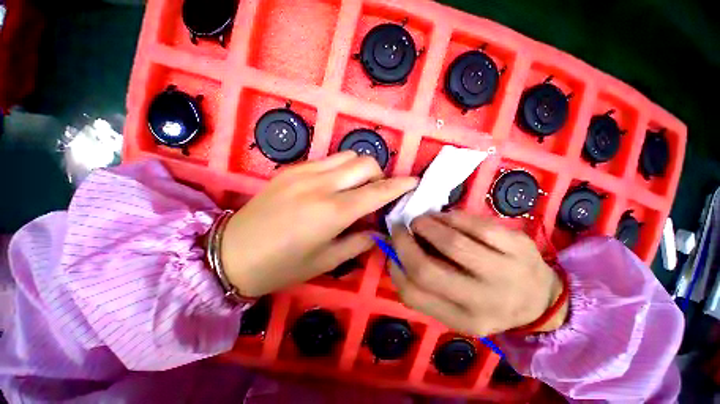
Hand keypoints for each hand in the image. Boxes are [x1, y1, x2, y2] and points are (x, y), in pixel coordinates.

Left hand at [220, 152, 417, 296]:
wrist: (231, 252)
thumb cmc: (282, 265)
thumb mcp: (326, 261)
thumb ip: (359, 242)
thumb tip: (377, 229)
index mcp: (333, 212)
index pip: (378, 191)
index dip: (400, 185)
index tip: (413, 182)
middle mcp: (322, 184)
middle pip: (365, 162)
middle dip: (379, 175)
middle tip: (375, 194)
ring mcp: (305, 172)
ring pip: (347, 155)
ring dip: (360, 170)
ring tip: (355, 189)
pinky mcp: (292, 168)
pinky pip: (328, 160)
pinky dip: (340, 169)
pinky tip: (332, 187)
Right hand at [389, 211, 566, 335]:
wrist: (541, 298)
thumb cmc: (491, 303)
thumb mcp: (458, 308)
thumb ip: (427, 288)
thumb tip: (398, 255)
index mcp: (465, 320)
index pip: (414, 295)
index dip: (395, 269)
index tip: (391, 253)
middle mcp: (484, 300)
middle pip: (427, 269)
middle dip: (404, 243)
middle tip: (400, 229)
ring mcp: (505, 271)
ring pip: (451, 242)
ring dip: (425, 225)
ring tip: (420, 221)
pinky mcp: (518, 245)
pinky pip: (474, 224)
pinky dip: (450, 216)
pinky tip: (445, 218)